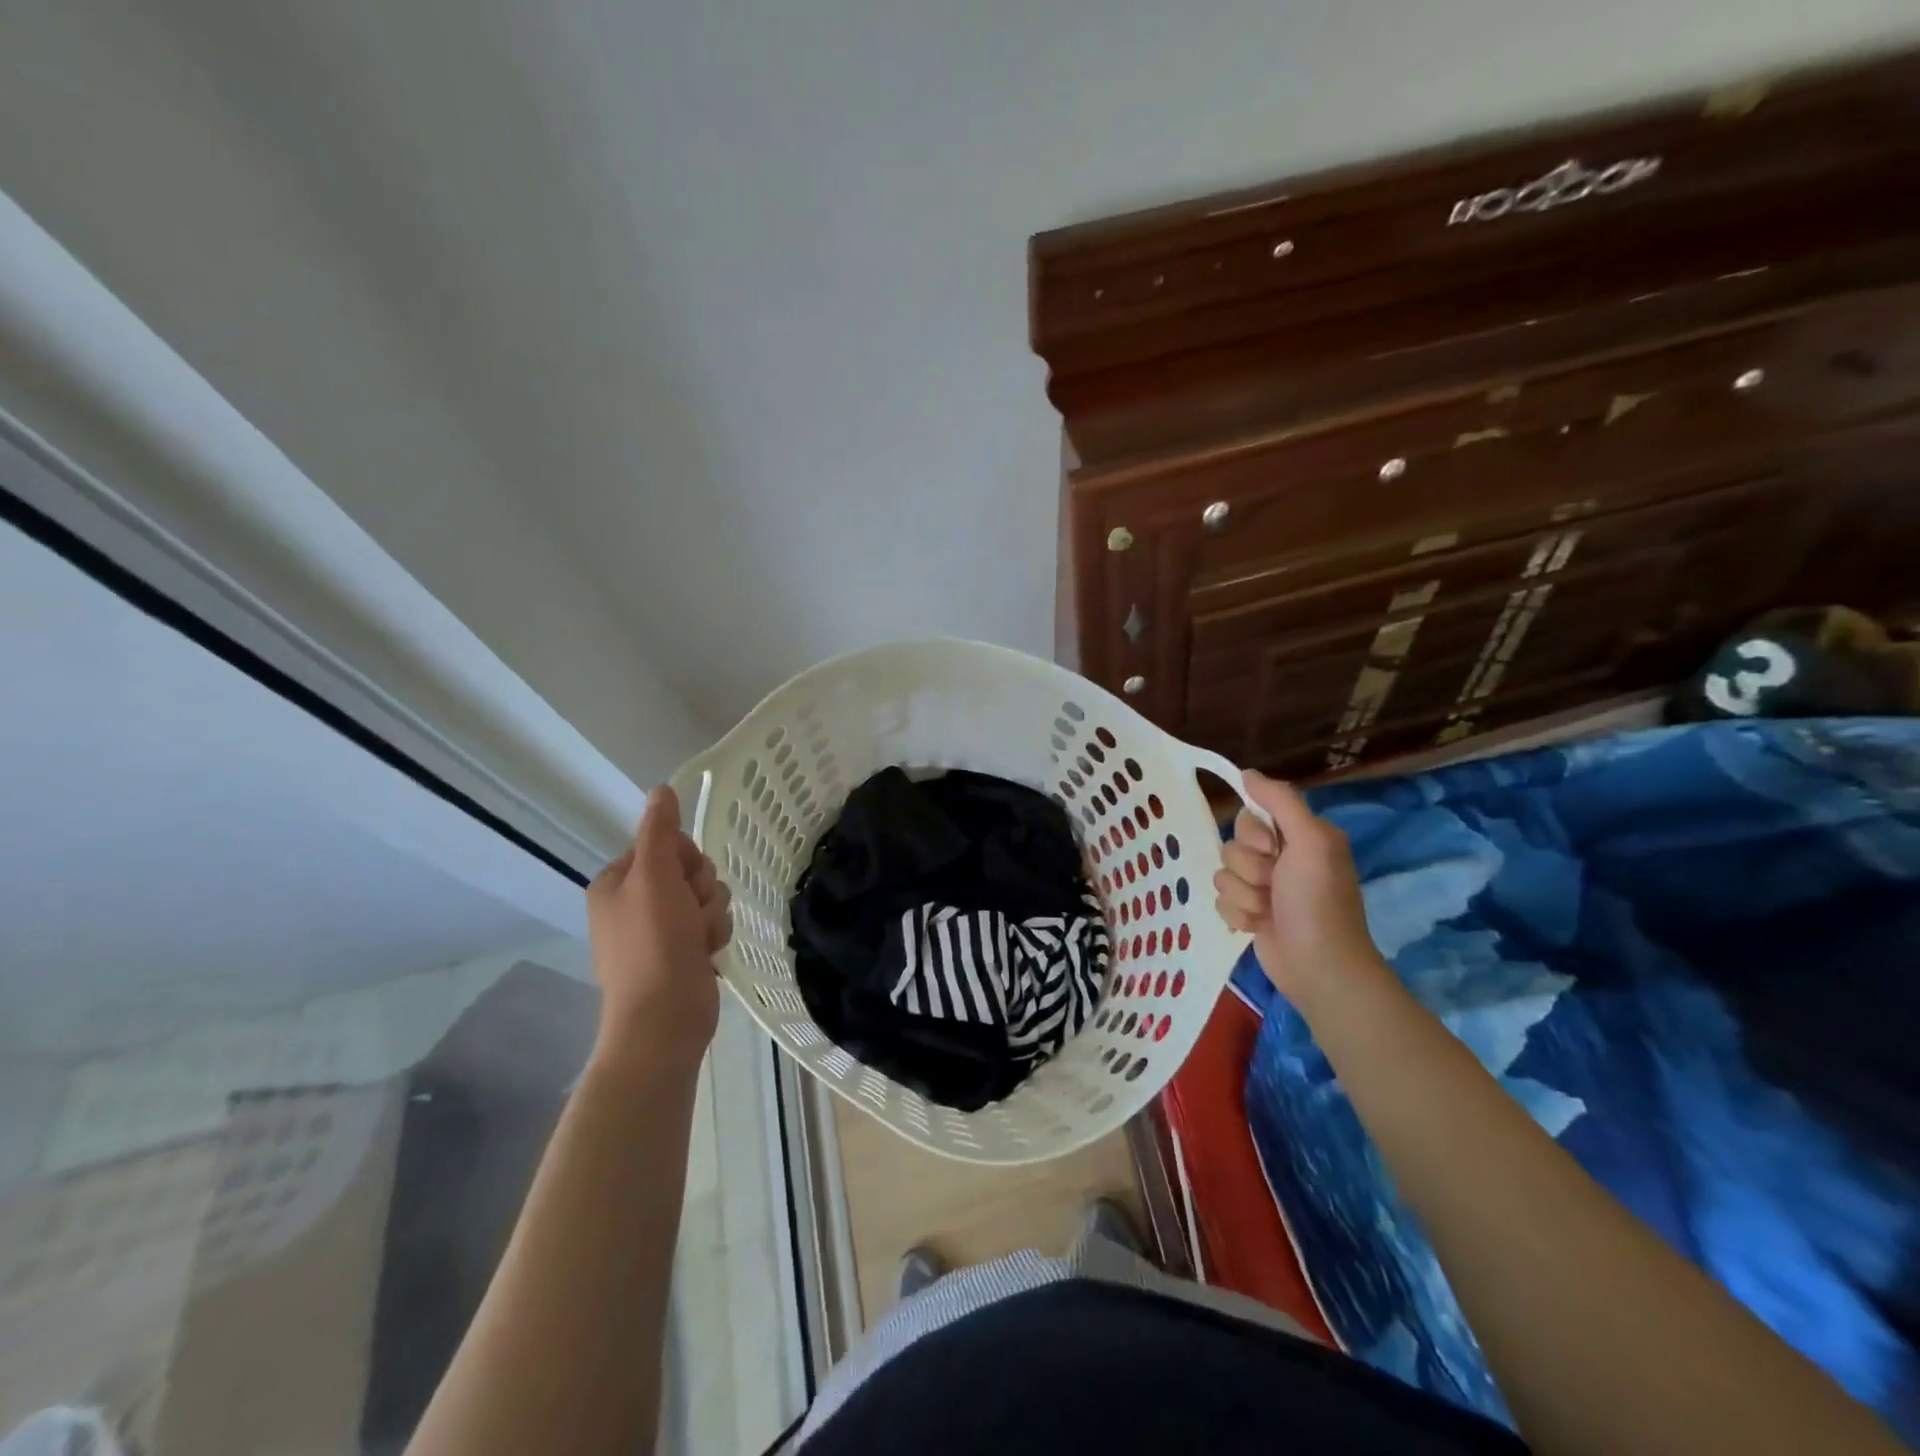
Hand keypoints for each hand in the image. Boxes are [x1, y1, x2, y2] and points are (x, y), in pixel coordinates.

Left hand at [586, 785, 731, 1073]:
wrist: (664, 1019)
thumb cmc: (654, 943)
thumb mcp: (655, 877)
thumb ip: (659, 831)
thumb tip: (661, 789)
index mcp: (616, 882)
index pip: (664, 844)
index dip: (683, 858)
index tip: (681, 879)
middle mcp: (634, 903)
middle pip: (689, 869)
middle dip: (701, 889)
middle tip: (690, 913)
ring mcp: (658, 931)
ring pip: (706, 896)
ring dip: (711, 914)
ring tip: (700, 939)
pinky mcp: (681, 953)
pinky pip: (710, 924)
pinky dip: (713, 935)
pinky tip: (707, 954)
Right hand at [1213, 770, 1383, 1004]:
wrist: (1318, 966)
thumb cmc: (1318, 901)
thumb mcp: (1311, 841)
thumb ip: (1280, 801)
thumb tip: (1247, 772)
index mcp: (1298, 836)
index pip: (1250, 816)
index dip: (1253, 835)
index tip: (1273, 852)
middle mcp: (1281, 858)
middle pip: (1231, 844)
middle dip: (1247, 867)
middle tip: (1273, 885)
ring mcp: (1263, 887)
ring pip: (1222, 873)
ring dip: (1243, 894)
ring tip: (1267, 910)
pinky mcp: (1249, 913)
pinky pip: (1220, 899)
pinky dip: (1237, 914)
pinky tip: (1258, 925)